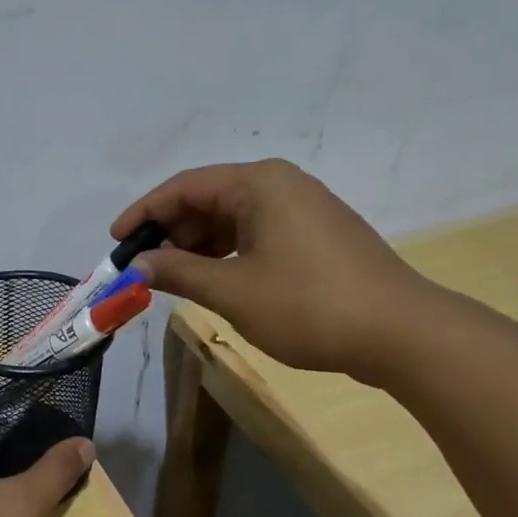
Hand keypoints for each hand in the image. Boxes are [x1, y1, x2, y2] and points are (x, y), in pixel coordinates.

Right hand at [112, 159, 435, 379]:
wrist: (402, 333)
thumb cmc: (308, 305)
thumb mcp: (232, 290)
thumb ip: (178, 271)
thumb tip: (137, 265)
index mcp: (258, 183)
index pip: (184, 187)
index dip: (144, 213)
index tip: (115, 241)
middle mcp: (280, 184)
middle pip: (208, 199)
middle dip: (171, 232)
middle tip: (143, 267)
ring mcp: (303, 208)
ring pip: (231, 217)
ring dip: (197, 245)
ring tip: (173, 278)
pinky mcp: (316, 234)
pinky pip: (256, 232)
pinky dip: (226, 252)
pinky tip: (213, 279)